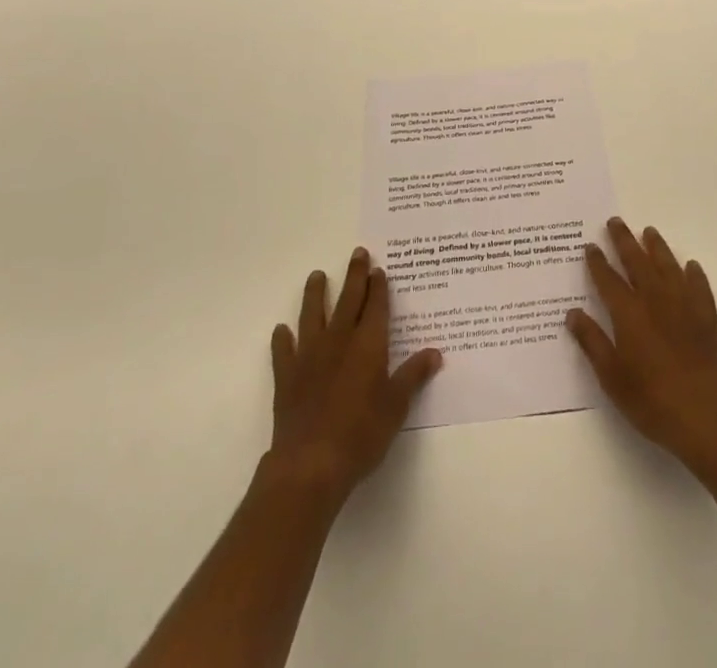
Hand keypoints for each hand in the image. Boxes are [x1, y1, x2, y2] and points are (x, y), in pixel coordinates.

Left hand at [266, 247, 441, 506]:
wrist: (310, 464)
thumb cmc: (361, 434)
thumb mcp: (396, 407)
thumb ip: (413, 376)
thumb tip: (435, 352)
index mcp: (368, 345)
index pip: (376, 306)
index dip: (379, 287)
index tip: (379, 268)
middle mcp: (339, 340)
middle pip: (348, 300)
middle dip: (355, 276)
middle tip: (357, 253)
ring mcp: (309, 356)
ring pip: (313, 315)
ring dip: (315, 294)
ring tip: (316, 275)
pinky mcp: (287, 377)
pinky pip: (284, 351)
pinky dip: (283, 339)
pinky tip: (282, 330)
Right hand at [566, 217, 716, 476]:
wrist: (706, 417)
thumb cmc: (652, 400)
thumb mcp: (612, 377)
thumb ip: (592, 342)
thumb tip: (572, 313)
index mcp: (629, 314)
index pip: (608, 279)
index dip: (597, 262)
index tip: (589, 246)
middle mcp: (655, 300)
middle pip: (637, 262)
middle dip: (624, 240)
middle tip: (615, 222)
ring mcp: (684, 305)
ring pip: (668, 266)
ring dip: (657, 247)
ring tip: (649, 231)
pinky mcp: (707, 317)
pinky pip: (699, 286)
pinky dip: (693, 273)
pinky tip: (690, 266)